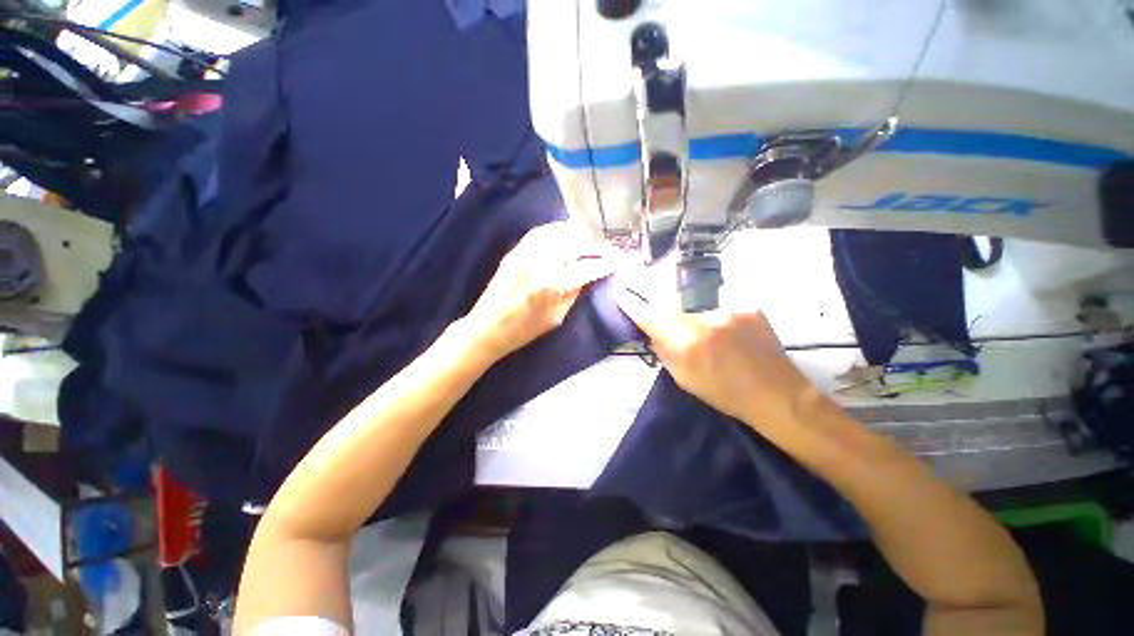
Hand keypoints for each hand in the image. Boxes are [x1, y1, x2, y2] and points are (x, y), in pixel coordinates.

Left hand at [463, 222, 615, 360]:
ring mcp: (525, 254)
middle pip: (574, 245)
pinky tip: (563, 232)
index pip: (586, 268)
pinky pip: (538, 233)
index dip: (605, 264)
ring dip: (576, 233)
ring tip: (588, 238)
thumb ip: (574, 293)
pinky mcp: (514, 251)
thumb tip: (588, 276)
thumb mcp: (556, 318)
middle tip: (605, 249)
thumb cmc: (524, 330)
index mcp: (552, 285)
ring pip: (557, 233)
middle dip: (594, 246)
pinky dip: (554, 229)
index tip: (617, 261)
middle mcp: (540, 263)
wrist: (487, 328)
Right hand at [613, 282, 817, 429]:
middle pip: (671, 303)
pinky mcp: (748, 305)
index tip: (621, 293)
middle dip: (664, 309)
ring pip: (696, 304)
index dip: (633, 303)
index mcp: (688, 341)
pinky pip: (719, 306)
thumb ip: (663, 349)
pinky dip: (716, 317)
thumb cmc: (724, 393)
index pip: (651, 314)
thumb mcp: (683, 378)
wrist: (776, 394)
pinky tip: (729, 334)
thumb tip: (651, 329)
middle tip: (671, 323)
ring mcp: (730, 308)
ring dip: (693, 316)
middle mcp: (706, 318)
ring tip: (708, 336)